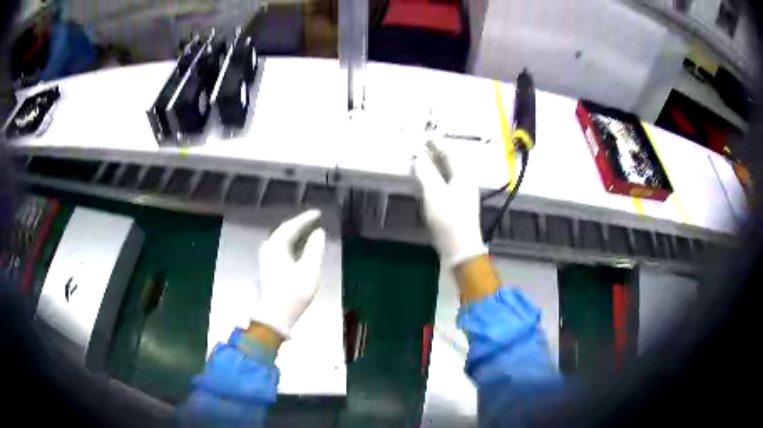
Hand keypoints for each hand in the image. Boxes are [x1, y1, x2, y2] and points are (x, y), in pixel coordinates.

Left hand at [250, 209, 325, 338]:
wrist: (275, 316)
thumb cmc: (293, 294)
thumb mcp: (310, 270)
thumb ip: (315, 249)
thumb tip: (319, 232)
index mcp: (276, 246)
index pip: (291, 226)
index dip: (305, 219)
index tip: (318, 213)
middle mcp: (268, 249)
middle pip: (283, 231)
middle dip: (299, 225)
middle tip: (313, 220)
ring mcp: (266, 259)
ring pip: (281, 240)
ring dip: (294, 234)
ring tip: (307, 231)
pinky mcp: (267, 269)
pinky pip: (280, 248)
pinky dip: (291, 244)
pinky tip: (298, 249)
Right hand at [413, 142, 487, 266]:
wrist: (459, 247)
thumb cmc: (448, 219)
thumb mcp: (434, 193)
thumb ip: (425, 173)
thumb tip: (418, 157)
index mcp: (463, 175)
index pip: (451, 153)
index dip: (439, 144)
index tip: (426, 138)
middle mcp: (466, 182)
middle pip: (453, 162)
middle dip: (439, 153)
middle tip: (423, 147)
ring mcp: (464, 194)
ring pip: (451, 173)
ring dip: (438, 165)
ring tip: (424, 161)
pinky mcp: (459, 205)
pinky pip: (448, 183)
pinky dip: (438, 177)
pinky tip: (429, 182)